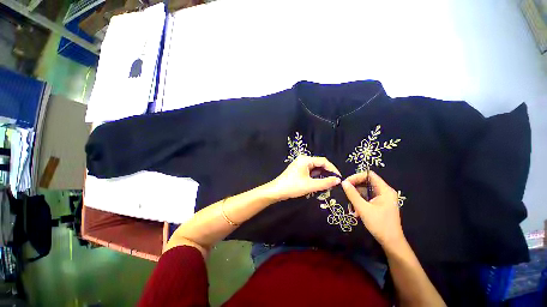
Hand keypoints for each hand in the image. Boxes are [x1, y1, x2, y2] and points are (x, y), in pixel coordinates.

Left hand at [267, 156, 341, 200]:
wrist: (277, 191)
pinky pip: (310, 171)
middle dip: (327, 172)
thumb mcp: (310, 185)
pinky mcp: (298, 169)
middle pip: (319, 164)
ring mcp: (300, 164)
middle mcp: (303, 159)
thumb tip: (338, 180)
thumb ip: (325, 183)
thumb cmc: (293, 186)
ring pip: (315, 168)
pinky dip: (315, 176)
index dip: (332, 169)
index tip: (339, 178)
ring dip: (321, 175)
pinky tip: (319, 182)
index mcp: (306, 159)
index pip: (323, 161)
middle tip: (334, 182)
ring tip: (328, 183)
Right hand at [342, 171, 404, 248]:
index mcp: (385, 190)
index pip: (369, 175)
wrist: (391, 242)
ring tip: (350, 204)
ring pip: (366, 190)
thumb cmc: (379, 224)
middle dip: (355, 187)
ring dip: (356, 196)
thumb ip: (352, 194)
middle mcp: (385, 191)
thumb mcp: (363, 208)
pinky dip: (360, 201)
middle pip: (367, 182)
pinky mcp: (380, 204)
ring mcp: (383, 198)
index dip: (356, 177)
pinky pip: (368, 197)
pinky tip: (356, 210)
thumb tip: (343, 182)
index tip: (346, 183)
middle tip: (346, 193)